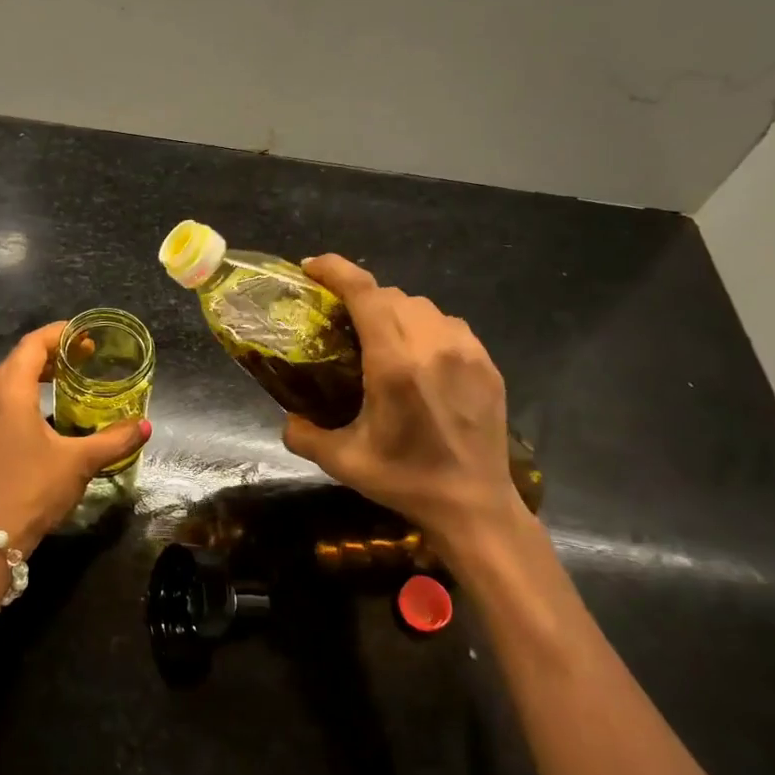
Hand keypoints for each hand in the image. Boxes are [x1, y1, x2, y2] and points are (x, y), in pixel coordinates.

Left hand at [0, 322, 150, 554]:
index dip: (57, 334)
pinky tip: (33, 416)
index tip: (84, 336)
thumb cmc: (35, 489)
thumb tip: (145, 426)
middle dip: (46, 353)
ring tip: (58, 383)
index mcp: (10, 394)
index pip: (31, 346)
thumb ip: (115, 439)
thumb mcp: (80, 461)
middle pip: (15, 360)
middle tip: (78, 360)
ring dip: (27, 374)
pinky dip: (13, 396)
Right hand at [282, 256, 524, 556]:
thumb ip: (303, 434)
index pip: (365, 294)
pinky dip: (425, 326)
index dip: (336, 270)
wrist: (475, 507)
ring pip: (422, 306)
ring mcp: (466, 352)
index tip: (312, 267)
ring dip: (394, 310)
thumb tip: (288, 416)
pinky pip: (448, 325)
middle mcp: (432, 346)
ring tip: (380, 334)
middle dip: (360, 295)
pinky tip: (418, 353)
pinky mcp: (486, 364)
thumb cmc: (405, 481)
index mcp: (394, 365)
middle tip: (341, 316)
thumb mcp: (342, 461)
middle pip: (390, 295)